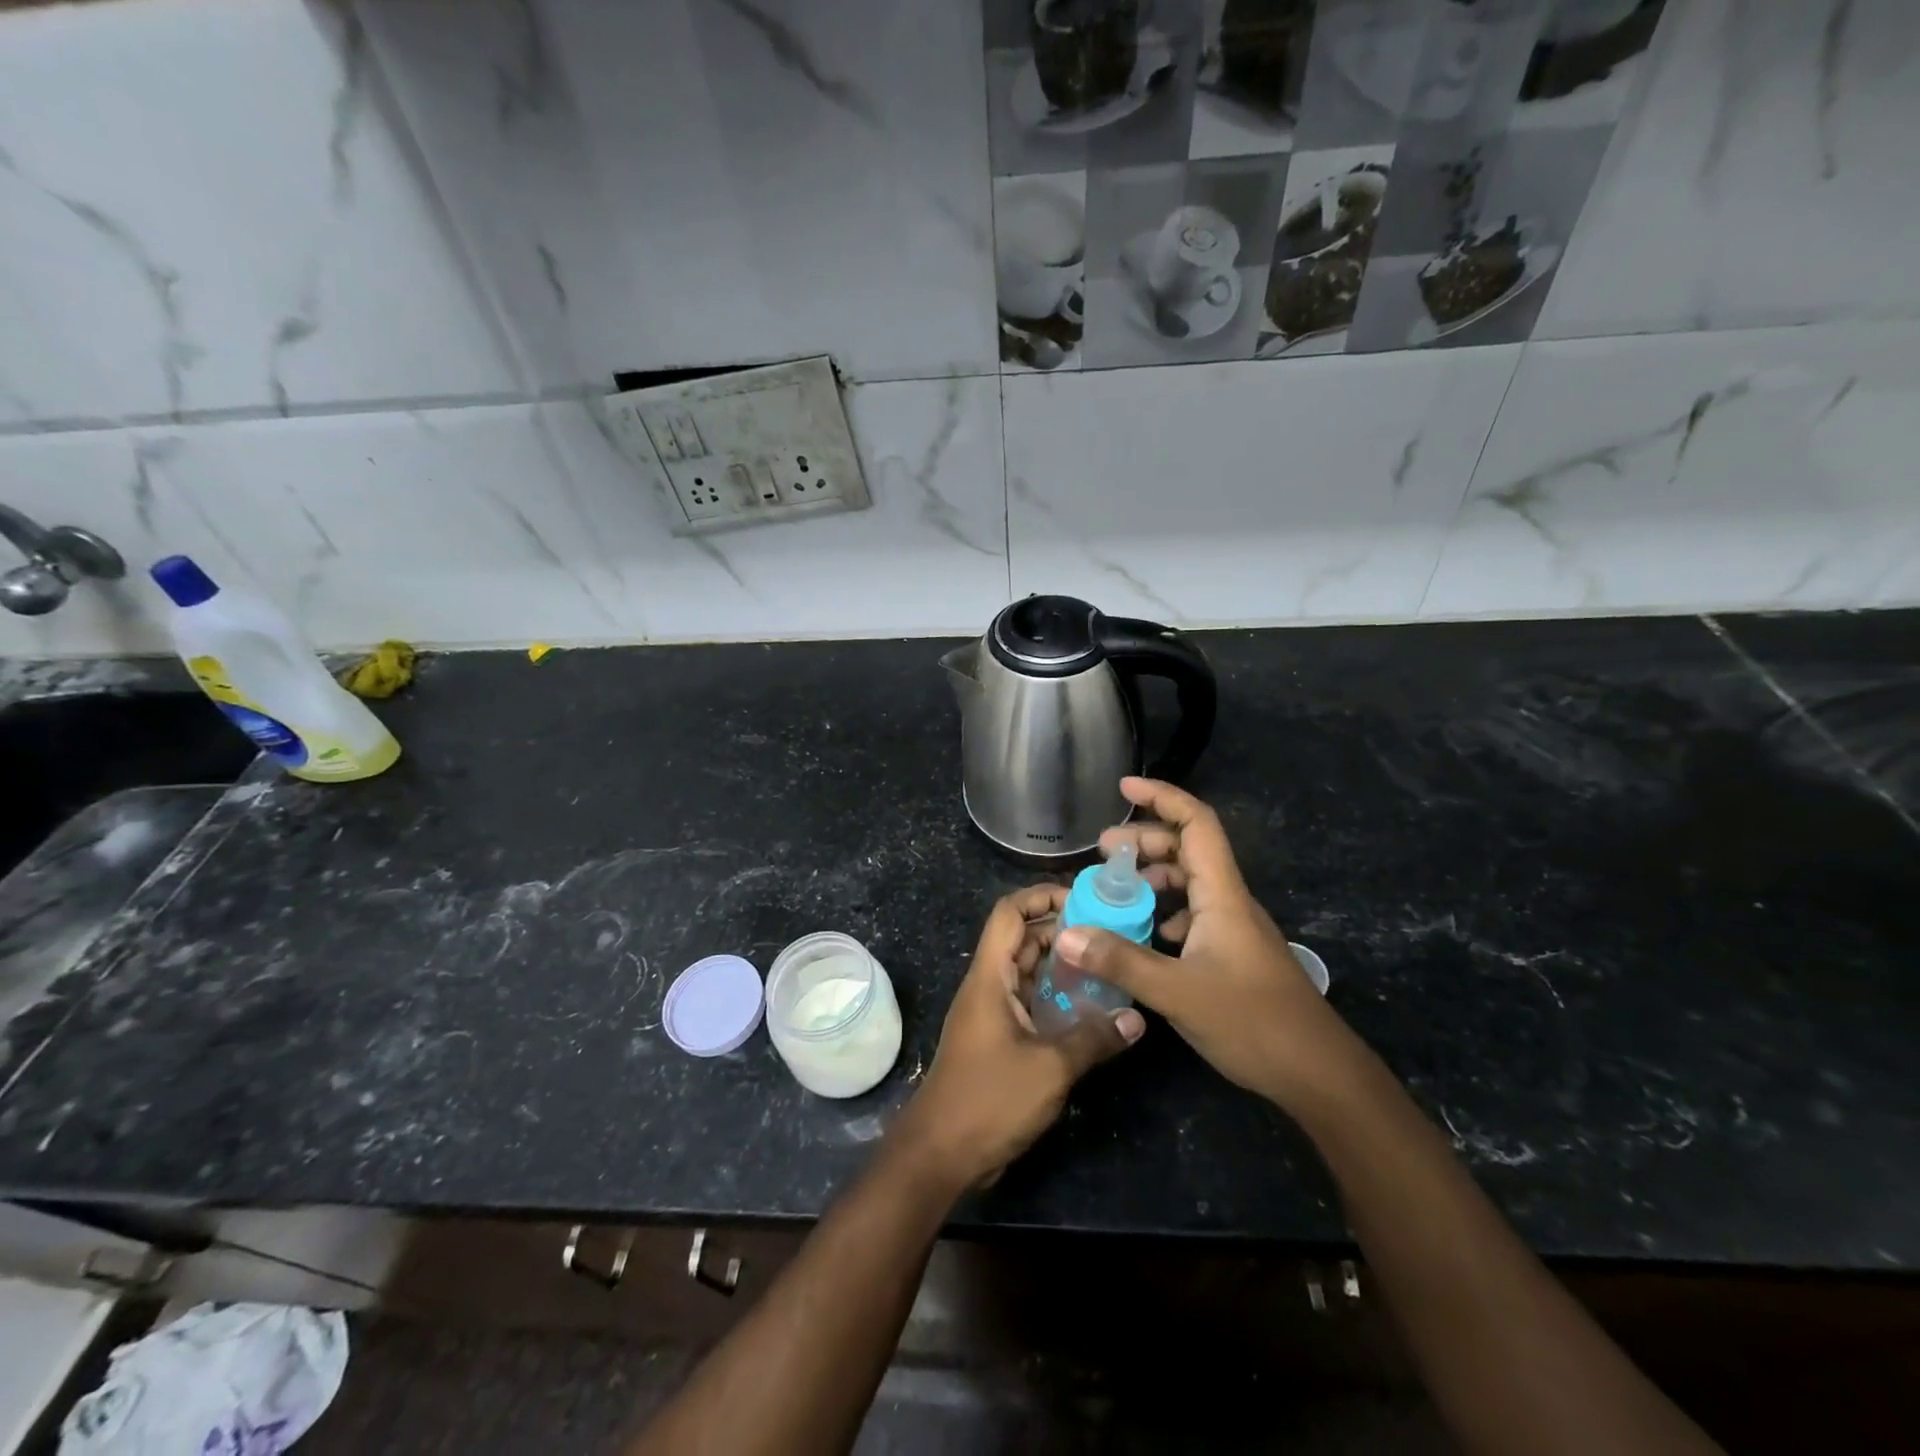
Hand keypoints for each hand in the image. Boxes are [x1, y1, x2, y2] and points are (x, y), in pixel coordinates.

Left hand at [893, 884, 1143, 1190]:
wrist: (941, 1153)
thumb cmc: (989, 1099)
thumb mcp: (1050, 1068)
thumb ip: (1093, 1038)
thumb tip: (1137, 1018)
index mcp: (989, 977)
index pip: (1009, 913)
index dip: (1041, 896)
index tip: (1083, 899)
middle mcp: (988, 986)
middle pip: (1022, 939)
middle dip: (1061, 930)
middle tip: (1109, 933)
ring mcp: (992, 1013)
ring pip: (1027, 972)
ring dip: (1061, 965)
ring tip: (1107, 964)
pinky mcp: (999, 1039)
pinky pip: (1029, 1002)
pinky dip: (1056, 997)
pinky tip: (1091, 1008)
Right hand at [1053, 778, 1357, 1111]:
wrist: (1319, 1074)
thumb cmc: (1254, 1023)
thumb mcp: (1178, 993)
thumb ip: (1121, 961)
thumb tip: (1065, 934)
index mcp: (1222, 895)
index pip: (1197, 824)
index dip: (1163, 797)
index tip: (1123, 787)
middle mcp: (1229, 902)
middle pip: (1188, 849)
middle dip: (1145, 841)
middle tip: (1102, 852)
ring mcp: (1233, 928)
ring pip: (1191, 883)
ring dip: (1154, 877)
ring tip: (1116, 891)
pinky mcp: (1233, 954)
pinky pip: (1194, 914)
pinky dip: (1165, 911)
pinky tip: (1146, 934)